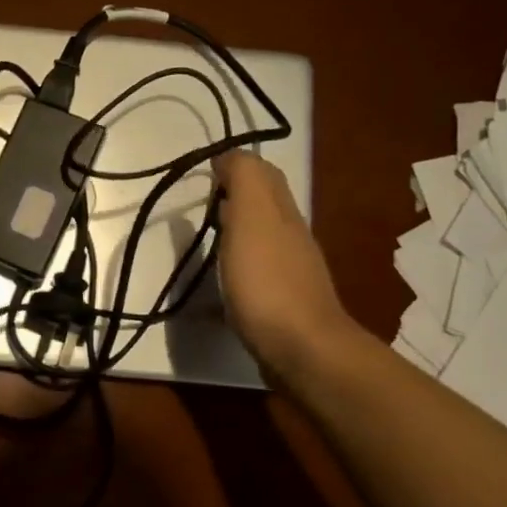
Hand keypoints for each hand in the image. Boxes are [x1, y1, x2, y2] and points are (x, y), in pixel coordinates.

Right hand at [213, 151, 358, 376]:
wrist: (301, 349)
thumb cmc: (267, 281)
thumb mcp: (252, 217)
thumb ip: (244, 180)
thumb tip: (231, 156)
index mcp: (282, 212)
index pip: (264, 175)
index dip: (237, 166)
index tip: (205, 171)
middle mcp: (292, 236)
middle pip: (268, 205)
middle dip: (239, 195)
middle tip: (205, 200)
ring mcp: (291, 272)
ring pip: (264, 237)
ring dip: (239, 230)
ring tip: (209, 236)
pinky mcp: (283, 304)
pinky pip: (260, 271)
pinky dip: (241, 264)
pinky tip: (224, 279)